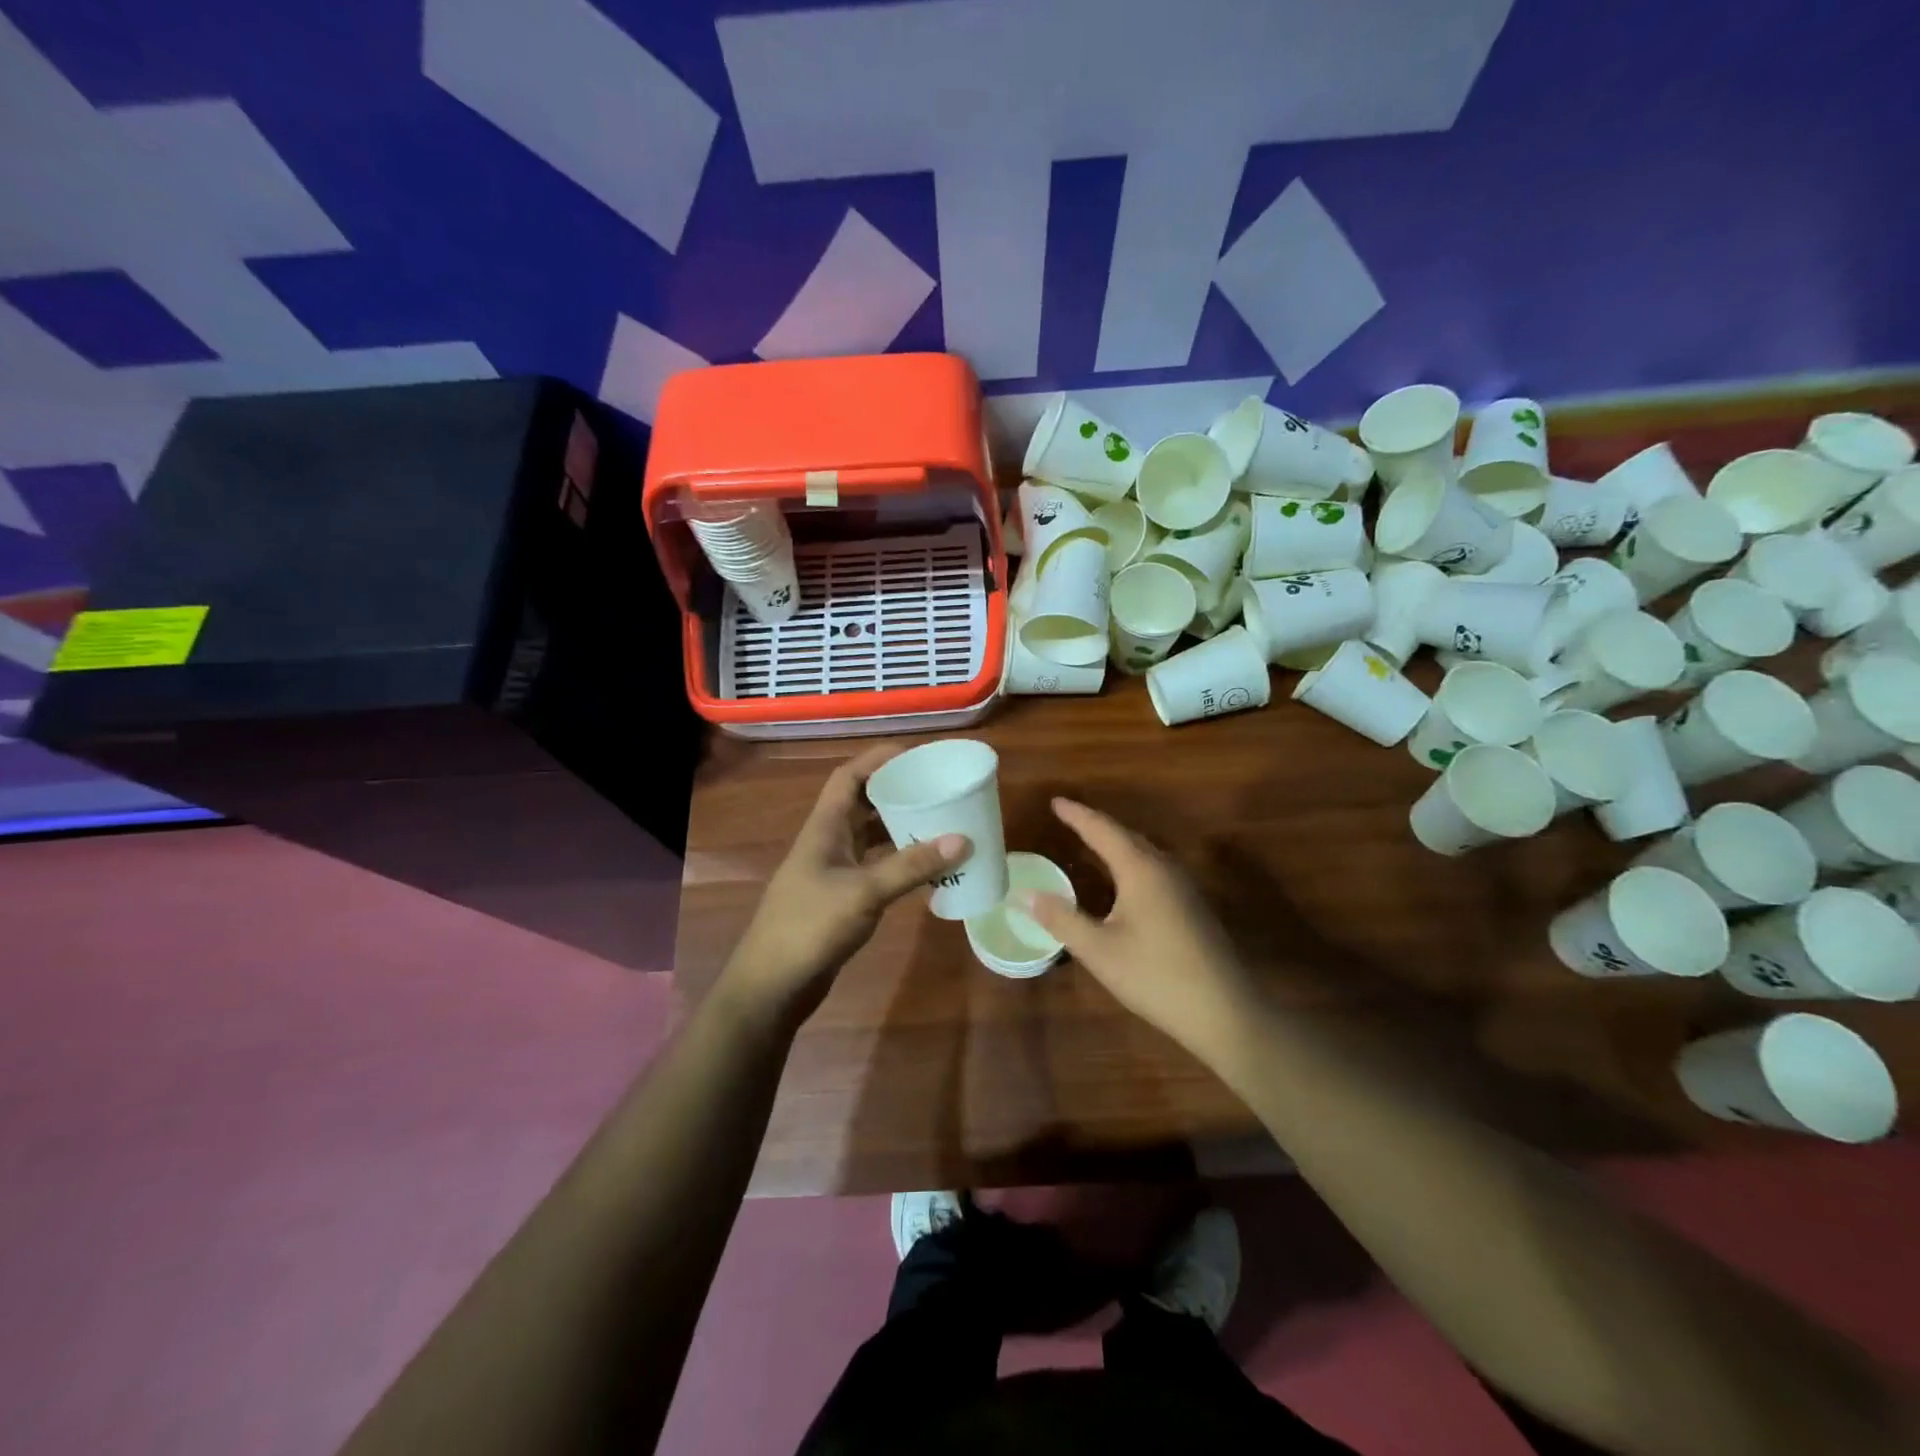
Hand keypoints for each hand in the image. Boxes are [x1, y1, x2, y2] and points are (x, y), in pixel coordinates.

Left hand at [721, 746, 968, 1028]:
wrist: (773, 984)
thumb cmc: (810, 927)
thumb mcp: (863, 892)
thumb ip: (911, 866)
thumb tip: (962, 839)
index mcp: (825, 827)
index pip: (849, 776)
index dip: (879, 759)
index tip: (917, 755)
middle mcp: (829, 841)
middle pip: (863, 803)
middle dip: (897, 792)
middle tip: (938, 788)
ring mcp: (834, 870)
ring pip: (871, 836)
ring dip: (901, 827)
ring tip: (941, 822)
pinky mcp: (842, 896)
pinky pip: (876, 866)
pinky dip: (900, 862)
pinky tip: (927, 869)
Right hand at [1019, 798, 1254, 1058]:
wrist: (1224, 1011)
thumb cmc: (1155, 976)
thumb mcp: (1099, 950)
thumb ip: (1061, 919)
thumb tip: (1026, 894)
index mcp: (1140, 869)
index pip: (1102, 830)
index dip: (1077, 815)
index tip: (1055, 801)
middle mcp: (1164, 868)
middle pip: (1126, 836)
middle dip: (1096, 825)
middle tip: (1070, 818)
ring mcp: (1184, 887)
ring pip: (1144, 852)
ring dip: (1116, 843)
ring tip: (1092, 841)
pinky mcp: (1192, 906)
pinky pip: (1154, 869)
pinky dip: (1131, 862)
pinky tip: (1124, 880)